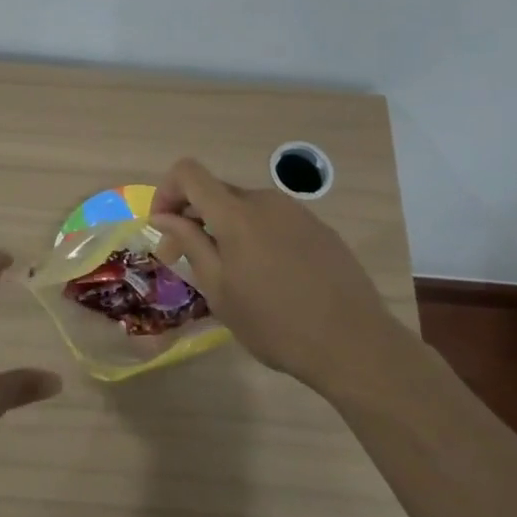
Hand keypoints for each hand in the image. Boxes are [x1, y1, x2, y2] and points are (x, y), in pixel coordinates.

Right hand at [150, 158, 406, 394]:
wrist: (353, 343)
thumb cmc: (274, 323)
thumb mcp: (220, 289)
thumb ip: (190, 243)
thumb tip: (164, 216)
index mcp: (236, 213)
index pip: (188, 173)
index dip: (167, 191)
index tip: (164, 226)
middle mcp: (266, 201)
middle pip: (217, 192)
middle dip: (195, 217)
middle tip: (190, 260)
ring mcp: (297, 212)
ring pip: (247, 208)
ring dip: (228, 229)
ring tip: (235, 274)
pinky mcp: (320, 228)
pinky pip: (275, 221)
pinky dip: (259, 237)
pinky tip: (272, 278)